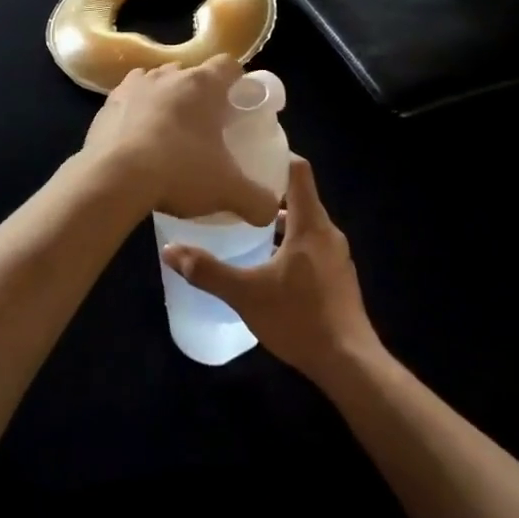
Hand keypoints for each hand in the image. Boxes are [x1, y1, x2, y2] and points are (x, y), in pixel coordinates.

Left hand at [83, 57, 278, 224]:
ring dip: (167, 100)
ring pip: (158, 83)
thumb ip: (257, 200)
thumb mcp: (227, 191)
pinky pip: (129, 101)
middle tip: (207, 127)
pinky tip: (139, 141)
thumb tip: (270, 211)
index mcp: (203, 84)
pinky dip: (137, 113)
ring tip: (170, 133)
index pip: (229, 66)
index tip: (239, 105)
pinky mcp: (107, 104)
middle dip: (200, 95)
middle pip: (192, 74)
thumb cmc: (179, 171)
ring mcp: (134, 86)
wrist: (113, 179)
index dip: (237, 82)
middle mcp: (168, 75)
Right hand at [160, 156, 379, 383]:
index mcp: (310, 223)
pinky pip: (310, 245)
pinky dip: (288, 242)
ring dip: (277, 219)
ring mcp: (336, 255)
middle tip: (233, 188)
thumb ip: (208, 271)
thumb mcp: (246, 294)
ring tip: (243, 222)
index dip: (277, 155)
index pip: (298, 170)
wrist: (349, 364)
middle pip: (299, 196)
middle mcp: (327, 232)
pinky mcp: (337, 277)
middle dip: (267, 190)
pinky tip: (265, 261)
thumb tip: (169, 250)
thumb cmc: (299, 318)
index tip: (248, 153)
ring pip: (304, 223)